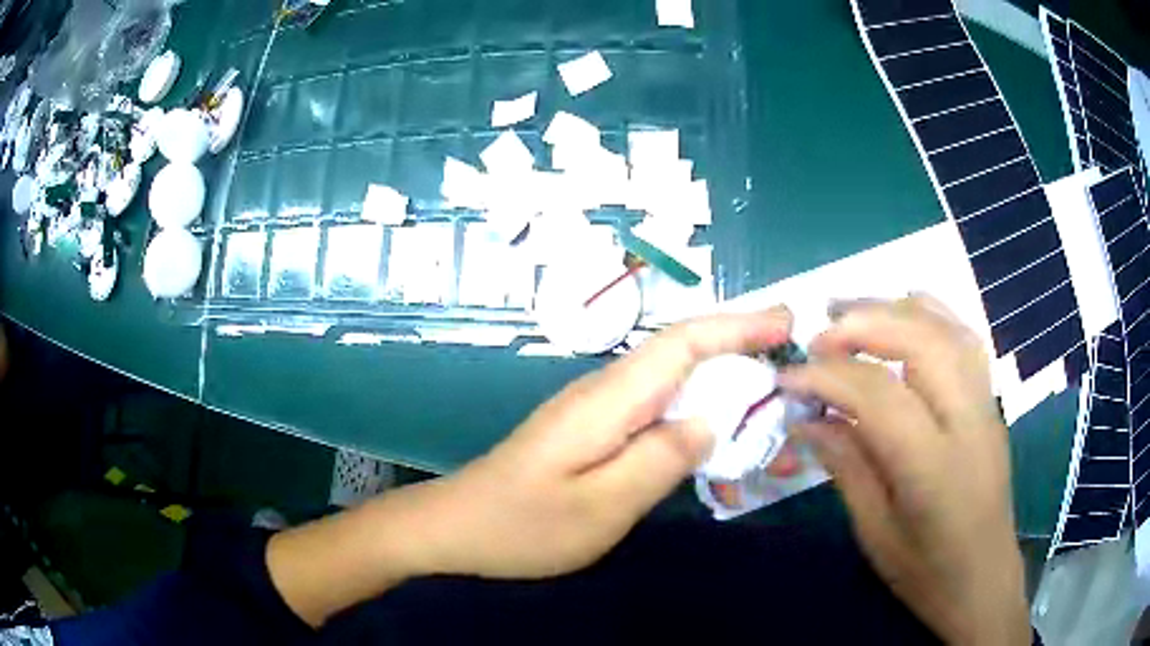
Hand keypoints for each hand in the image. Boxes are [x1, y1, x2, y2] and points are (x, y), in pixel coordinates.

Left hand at [412, 306, 794, 578]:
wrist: (458, 526)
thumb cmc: (525, 524)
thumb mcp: (602, 505)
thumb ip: (662, 459)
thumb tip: (711, 419)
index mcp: (610, 398)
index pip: (684, 341)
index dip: (739, 325)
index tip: (787, 321)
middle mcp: (605, 390)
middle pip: (682, 352)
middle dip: (740, 346)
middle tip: (792, 359)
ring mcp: (597, 409)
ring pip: (671, 380)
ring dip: (721, 380)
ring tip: (768, 398)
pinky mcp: (593, 430)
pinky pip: (655, 409)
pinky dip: (694, 411)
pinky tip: (713, 435)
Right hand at [779, 296, 1028, 644]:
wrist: (984, 579)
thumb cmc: (925, 572)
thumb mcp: (875, 533)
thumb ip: (847, 467)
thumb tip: (808, 419)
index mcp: (934, 469)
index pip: (879, 397)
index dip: (828, 378)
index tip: (787, 379)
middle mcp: (968, 423)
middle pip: (921, 342)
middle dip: (864, 324)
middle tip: (817, 335)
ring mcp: (986, 405)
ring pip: (947, 328)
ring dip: (895, 308)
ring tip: (851, 311)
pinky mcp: (991, 401)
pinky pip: (965, 337)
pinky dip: (930, 313)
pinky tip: (903, 313)